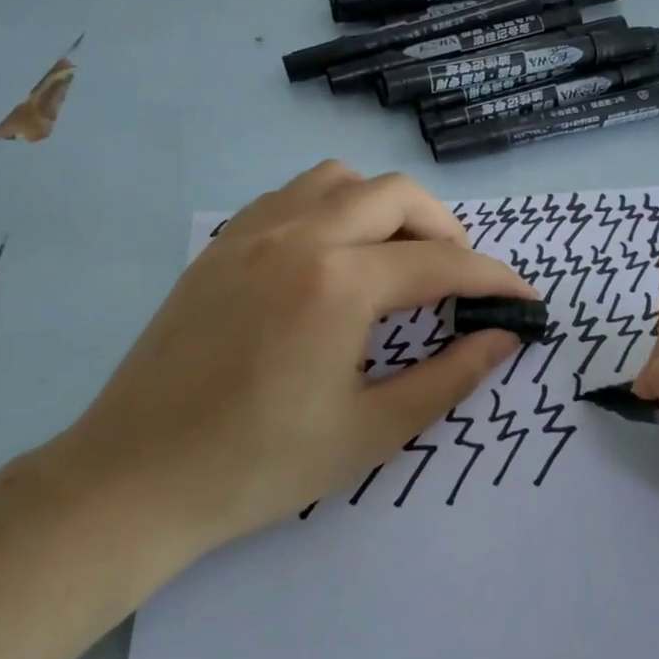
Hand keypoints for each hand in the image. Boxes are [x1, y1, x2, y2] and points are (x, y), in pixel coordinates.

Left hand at [42, 162, 535, 558]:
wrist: (135, 479)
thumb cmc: (260, 466)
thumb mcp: (372, 430)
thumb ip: (449, 377)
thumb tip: (502, 338)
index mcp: (339, 284)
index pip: (442, 263)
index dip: (495, 279)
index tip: (524, 301)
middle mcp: (297, 236)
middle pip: (397, 195)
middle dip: (446, 231)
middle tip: (460, 280)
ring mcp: (251, 232)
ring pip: (341, 180)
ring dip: (386, 208)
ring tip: (398, 261)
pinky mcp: (220, 245)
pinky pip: (292, 195)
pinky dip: (334, 208)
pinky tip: (334, 259)